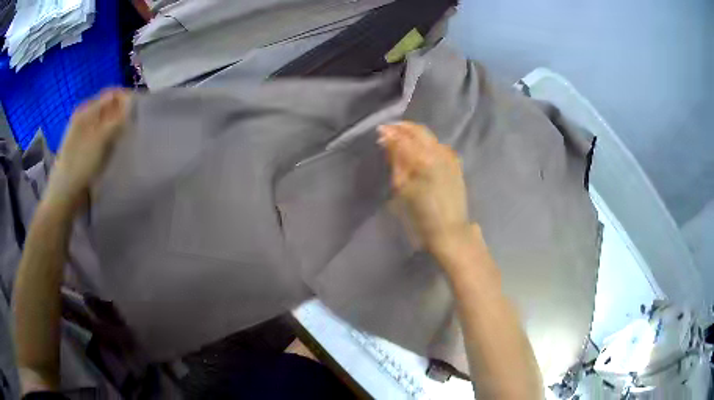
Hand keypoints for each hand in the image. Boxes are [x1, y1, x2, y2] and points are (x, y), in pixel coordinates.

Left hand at [46, 89, 130, 208]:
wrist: (65, 195)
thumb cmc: (81, 164)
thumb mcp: (101, 139)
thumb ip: (118, 118)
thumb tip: (132, 102)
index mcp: (86, 110)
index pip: (112, 94)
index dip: (127, 99)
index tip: (140, 110)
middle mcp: (84, 117)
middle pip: (109, 108)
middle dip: (122, 114)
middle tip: (134, 126)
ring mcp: (82, 134)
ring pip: (105, 123)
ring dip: (116, 128)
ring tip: (125, 138)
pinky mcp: (83, 149)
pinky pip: (101, 137)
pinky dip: (109, 140)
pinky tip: (113, 149)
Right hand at [378, 122, 473, 255]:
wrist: (449, 231)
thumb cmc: (421, 215)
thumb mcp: (402, 189)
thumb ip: (396, 160)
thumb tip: (388, 140)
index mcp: (423, 158)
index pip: (403, 136)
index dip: (390, 132)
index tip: (379, 131)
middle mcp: (439, 152)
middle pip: (419, 131)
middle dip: (403, 128)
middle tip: (389, 130)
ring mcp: (450, 157)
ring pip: (430, 137)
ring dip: (415, 134)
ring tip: (403, 138)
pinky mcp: (456, 165)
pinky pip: (440, 146)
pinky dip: (428, 142)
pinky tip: (422, 149)